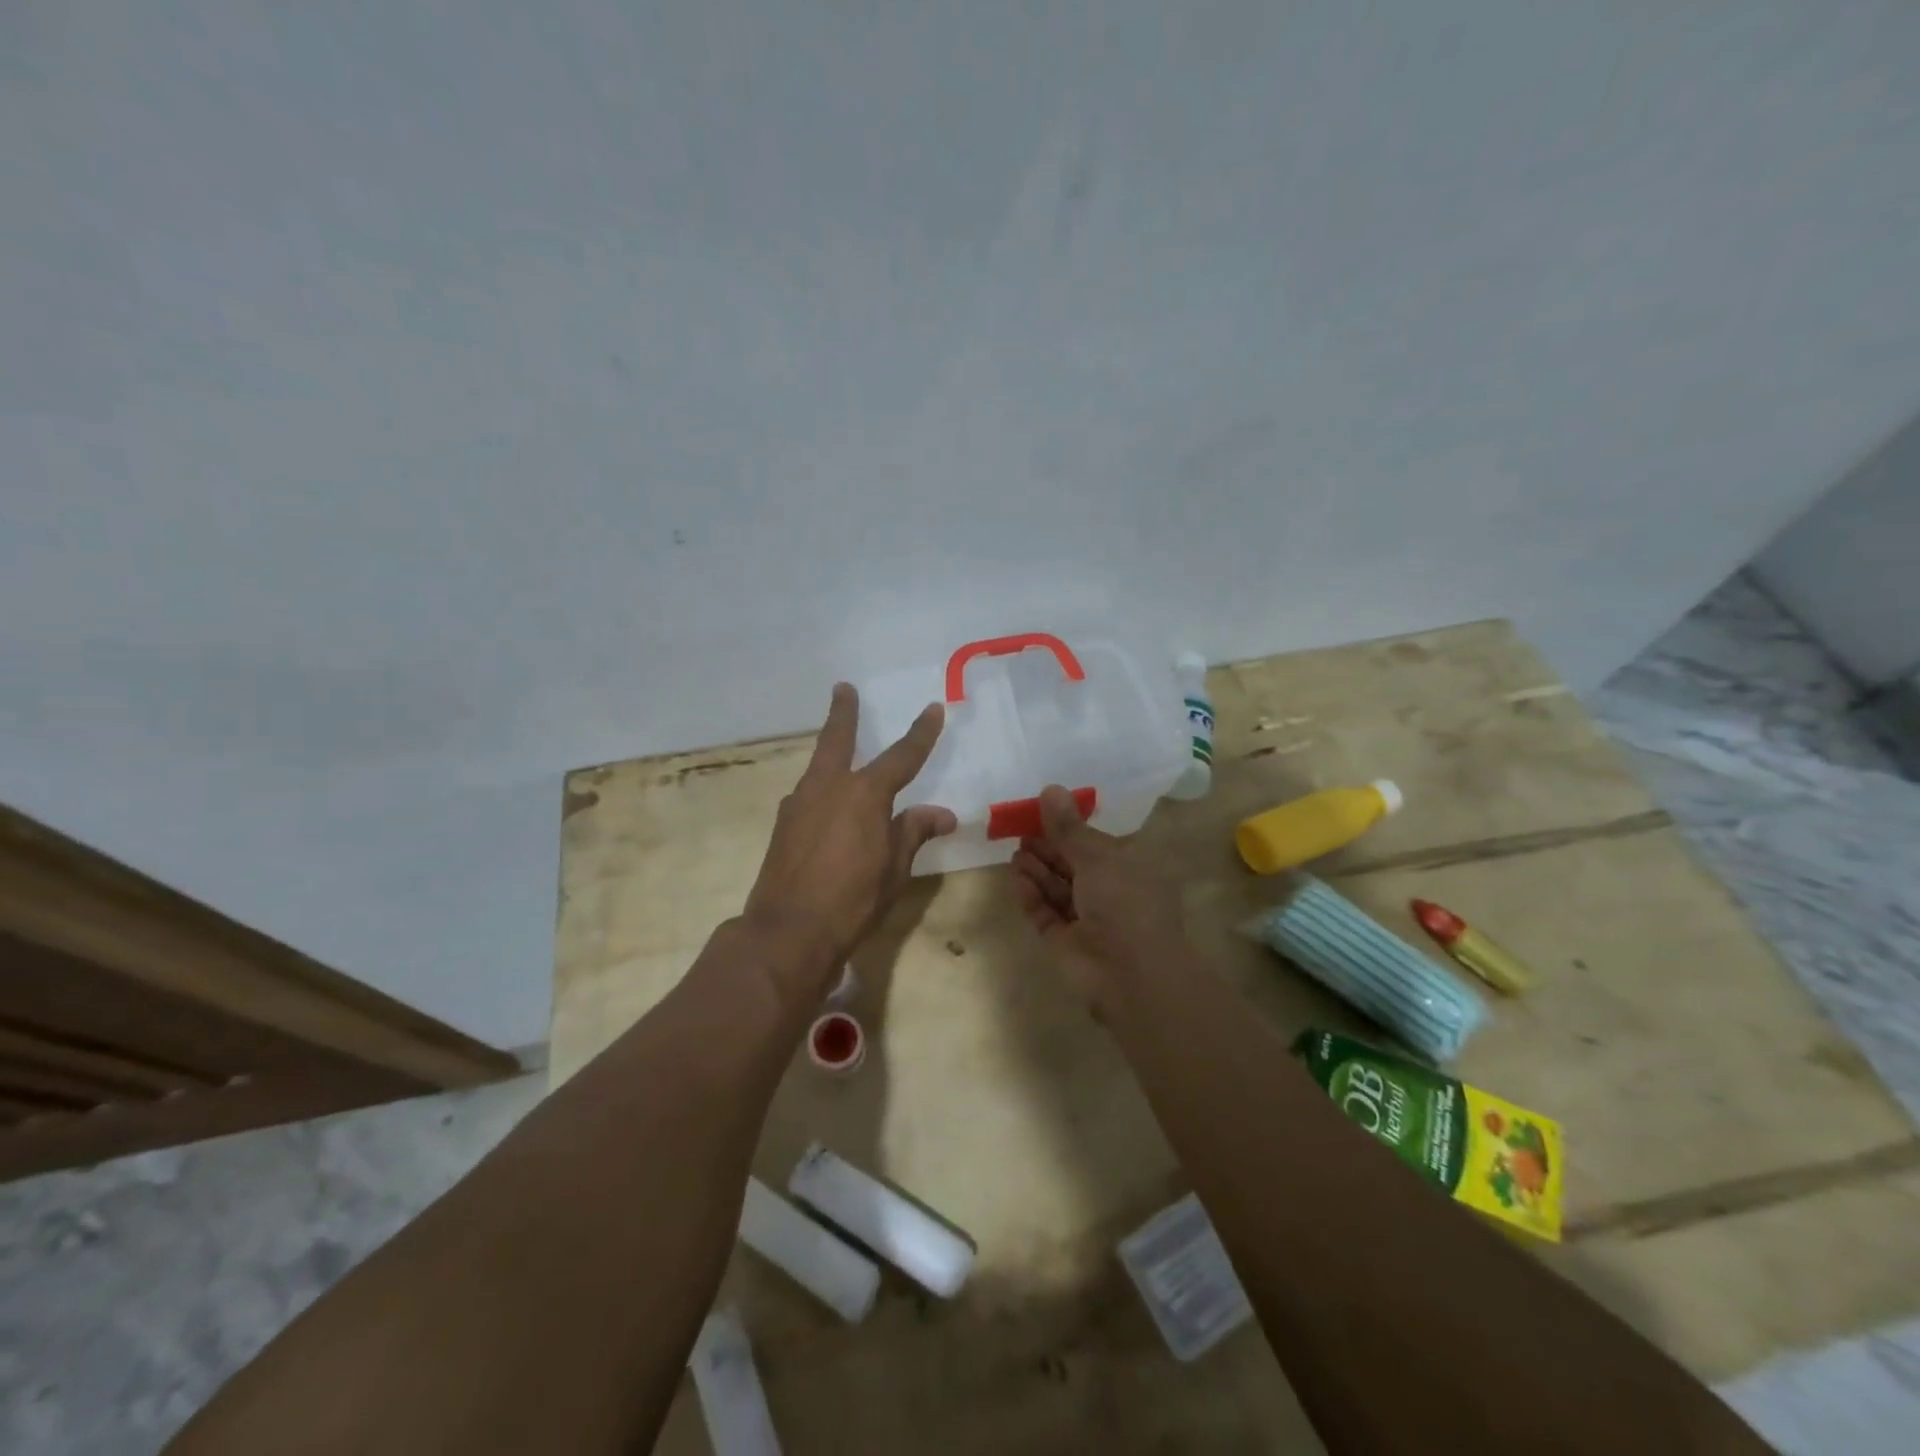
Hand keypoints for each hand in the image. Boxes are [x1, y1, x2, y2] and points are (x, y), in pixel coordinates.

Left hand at [744, 683, 956, 983]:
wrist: (788, 931)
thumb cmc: (853, 899)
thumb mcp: (895, 867)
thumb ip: (914, 832)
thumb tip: (942, 814)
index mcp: (864, 793)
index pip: (902, 756)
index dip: (921, 733)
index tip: (933, 709)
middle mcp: (828, 787)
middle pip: (837, 740)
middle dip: (843, 713)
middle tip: (842, 689)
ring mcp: (799, 804)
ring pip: (818, 767)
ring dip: (830, 753)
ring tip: (839, 752)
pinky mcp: (783, 826)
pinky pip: (807, 796)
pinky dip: (821, 791)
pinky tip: (825, 807)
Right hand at [1010, 785, 1188, 1003]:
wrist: (1132, 975)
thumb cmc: (1124, 903)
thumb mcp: (1097, 856)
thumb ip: (1068, 827)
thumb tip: (1049, 788)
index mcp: (1129, 866)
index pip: (1095, 841)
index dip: (1069, 826)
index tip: (1039, 811)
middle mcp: (1110, 891)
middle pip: (1072, 863)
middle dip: (1047, 847)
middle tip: (1019, 830)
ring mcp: (1088, 919)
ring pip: (1057, 888)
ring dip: (1037, 869)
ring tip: (1015, 853)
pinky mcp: (1066, 942)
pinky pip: (1045, 913)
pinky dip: (1031, 896)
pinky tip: (1017, 878)